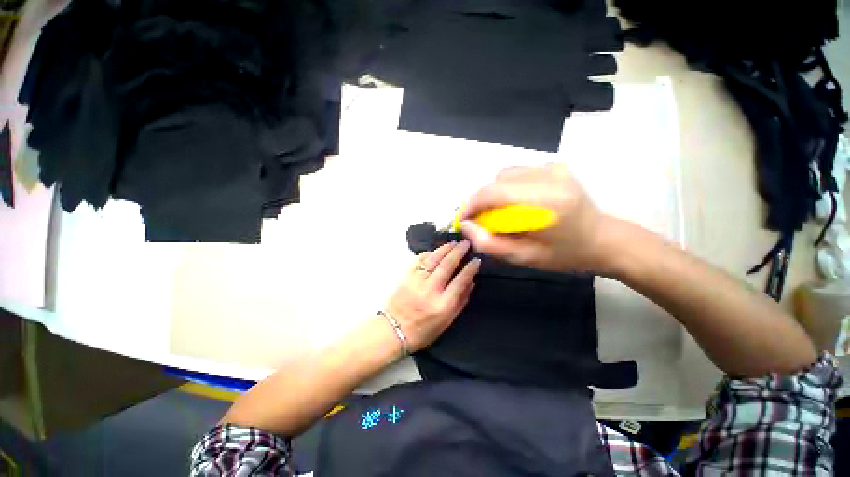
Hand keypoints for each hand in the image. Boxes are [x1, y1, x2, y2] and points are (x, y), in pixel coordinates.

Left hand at [385, 241, 480, 352]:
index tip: (477, 260)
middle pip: (447, 265)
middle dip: (458, 252)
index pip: (460, 281)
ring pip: (433, 259)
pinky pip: (419, 260)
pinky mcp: (406, 277)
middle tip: (466, 243)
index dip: (470, 269)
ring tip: (454, 243)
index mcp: (442, 304)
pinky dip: (428, 253)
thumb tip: (471, 282)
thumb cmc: (423, 330)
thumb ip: (461, 301)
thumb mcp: (447, 322)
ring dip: (445, 249)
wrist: (394, 331)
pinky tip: (435, 250)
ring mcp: (416, 281)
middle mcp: (430, 290)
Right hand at [460, 164, 611, 272]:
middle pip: (496, 181)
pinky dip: (509, 187)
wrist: (603, 239)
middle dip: (482, 201)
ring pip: (505, 174)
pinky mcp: (556, 166)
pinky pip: (518, 172)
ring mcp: (554, 168)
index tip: (464, 220)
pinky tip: (518, 202)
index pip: (494, 193)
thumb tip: (466, 225)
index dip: (472, 205)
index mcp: (545, 203)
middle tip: (482, 220)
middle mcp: (550, 178)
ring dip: (495, 193)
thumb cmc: (564, 255)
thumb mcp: (522, 258)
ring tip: (501, 212)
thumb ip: (489, 243)